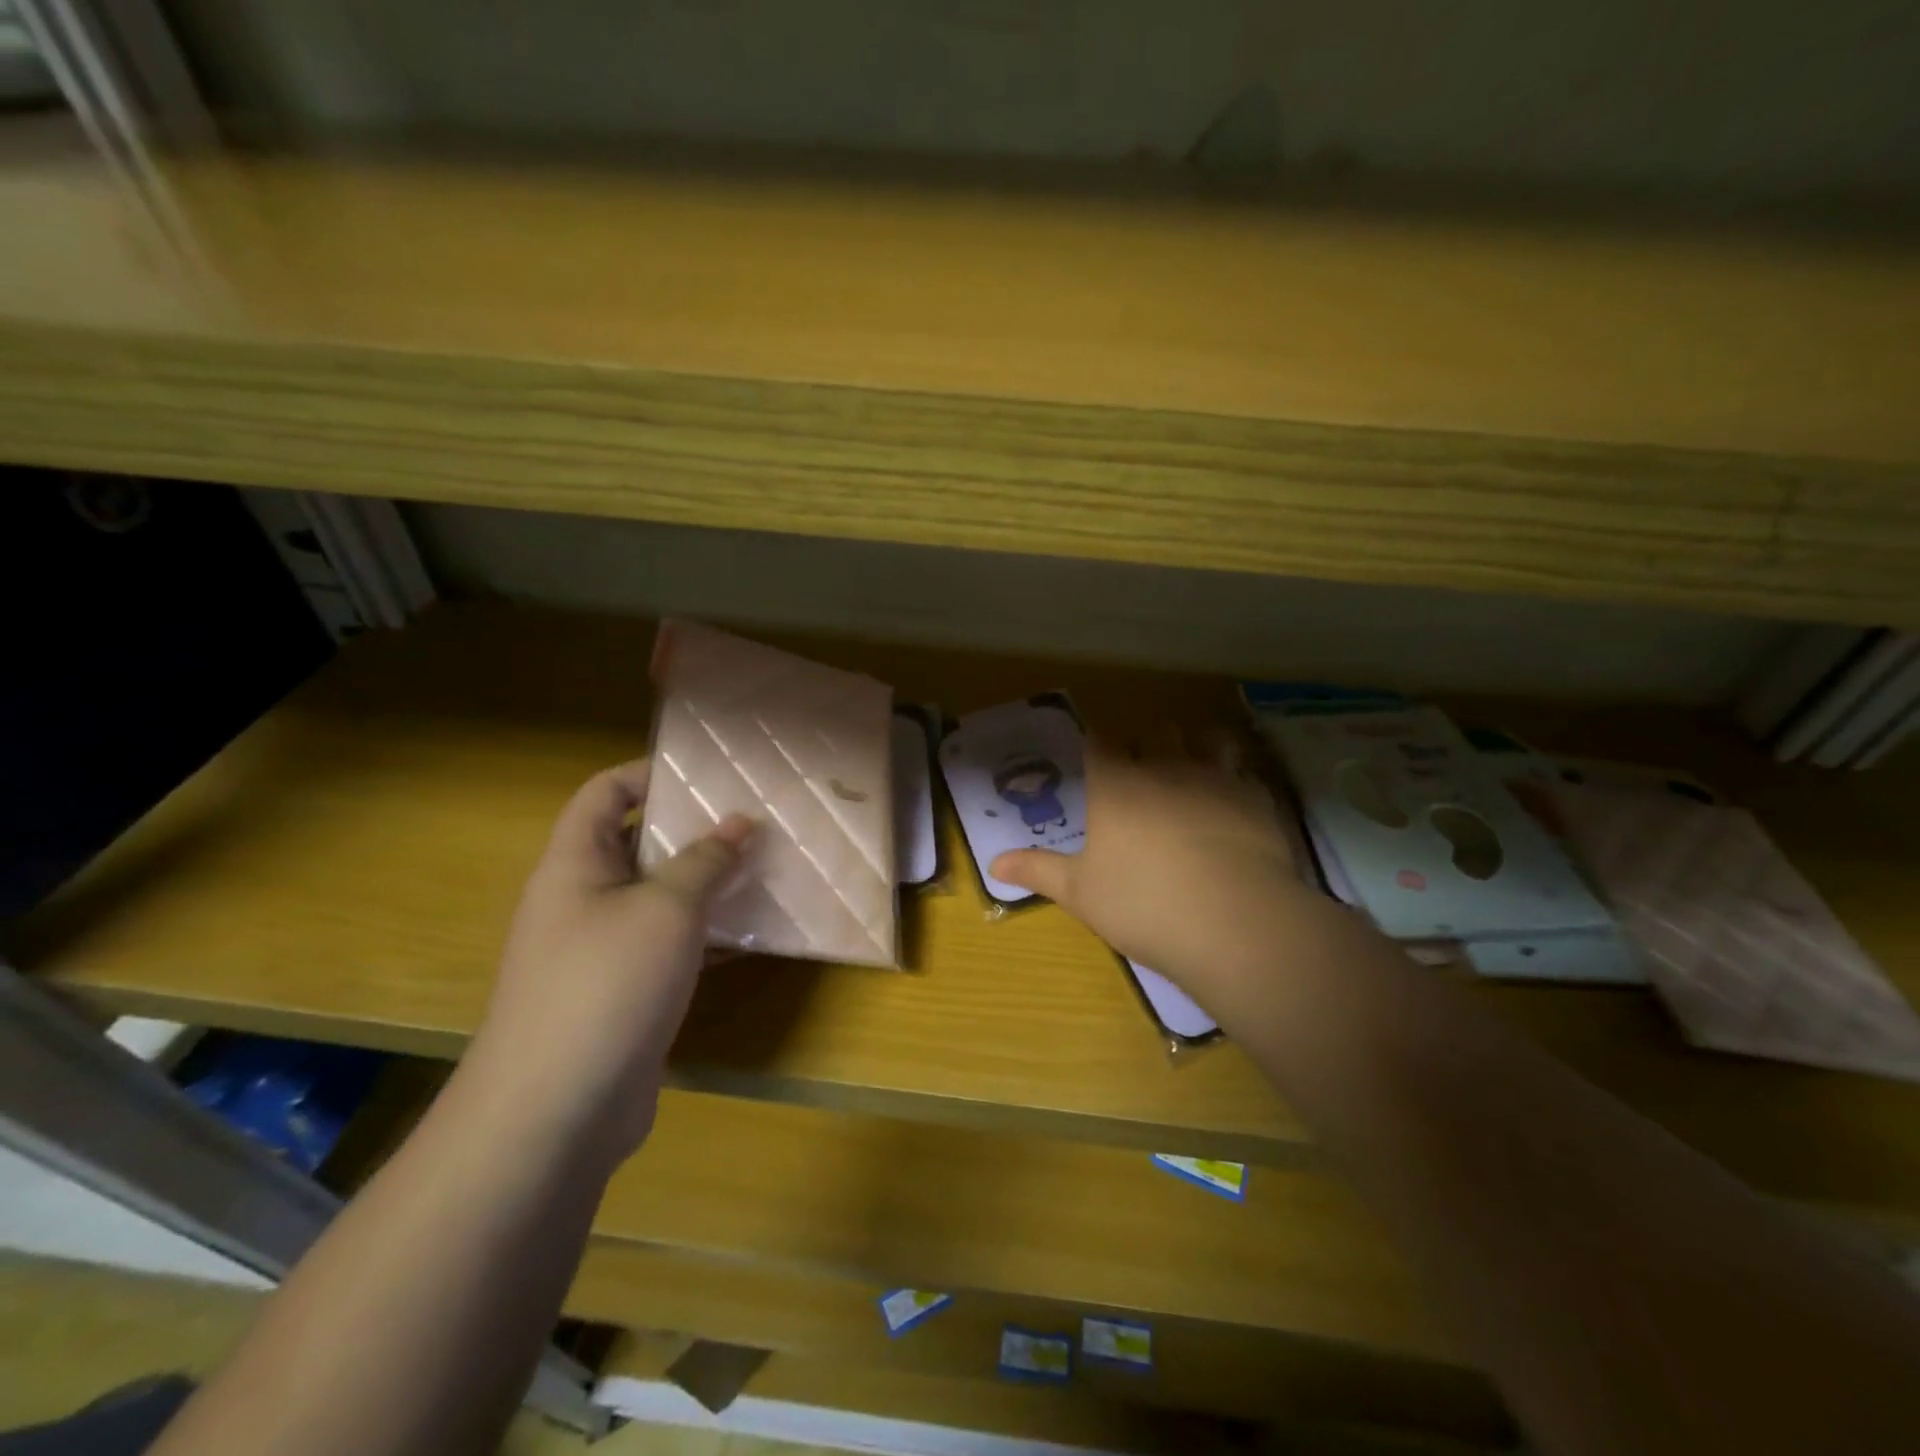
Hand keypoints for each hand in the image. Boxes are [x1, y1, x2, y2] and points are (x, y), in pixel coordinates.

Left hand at [467, 759, 753, 1162]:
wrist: (555, 1113)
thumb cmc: (606, 985)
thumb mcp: (666, 909)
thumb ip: (706, 860)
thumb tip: (741, 821)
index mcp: (575, 864)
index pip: (605, 793)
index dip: (651, 773)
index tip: (710, 773)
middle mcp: (582, 899)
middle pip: (638, 843)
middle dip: (695, 829)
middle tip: (755, 820)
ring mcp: (602, 949)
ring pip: (660, 897)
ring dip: (709, 883)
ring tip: (766, 867)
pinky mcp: (624, 991)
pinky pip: (670, 944)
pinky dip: (708, 933)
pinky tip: (756, 932)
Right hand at [990, 735, 1311, 1014]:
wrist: (1235, 922)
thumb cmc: (1143, 904)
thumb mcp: (1080, 893)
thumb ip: (1038, 871)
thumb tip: (994, 864)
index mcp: (1116, 783)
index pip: (1101, 740)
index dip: (1098, 743)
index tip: (1095, 755)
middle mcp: (1164, 767)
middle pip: (1154, 733)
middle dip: (1146, 743)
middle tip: (1141, 771)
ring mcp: (1215, 778)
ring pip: (1203, 740)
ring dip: (1193, 748)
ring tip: (1189, 772)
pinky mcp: (1256, 798)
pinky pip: (1242, 772)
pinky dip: (1232, 779)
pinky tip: (1231, 804)